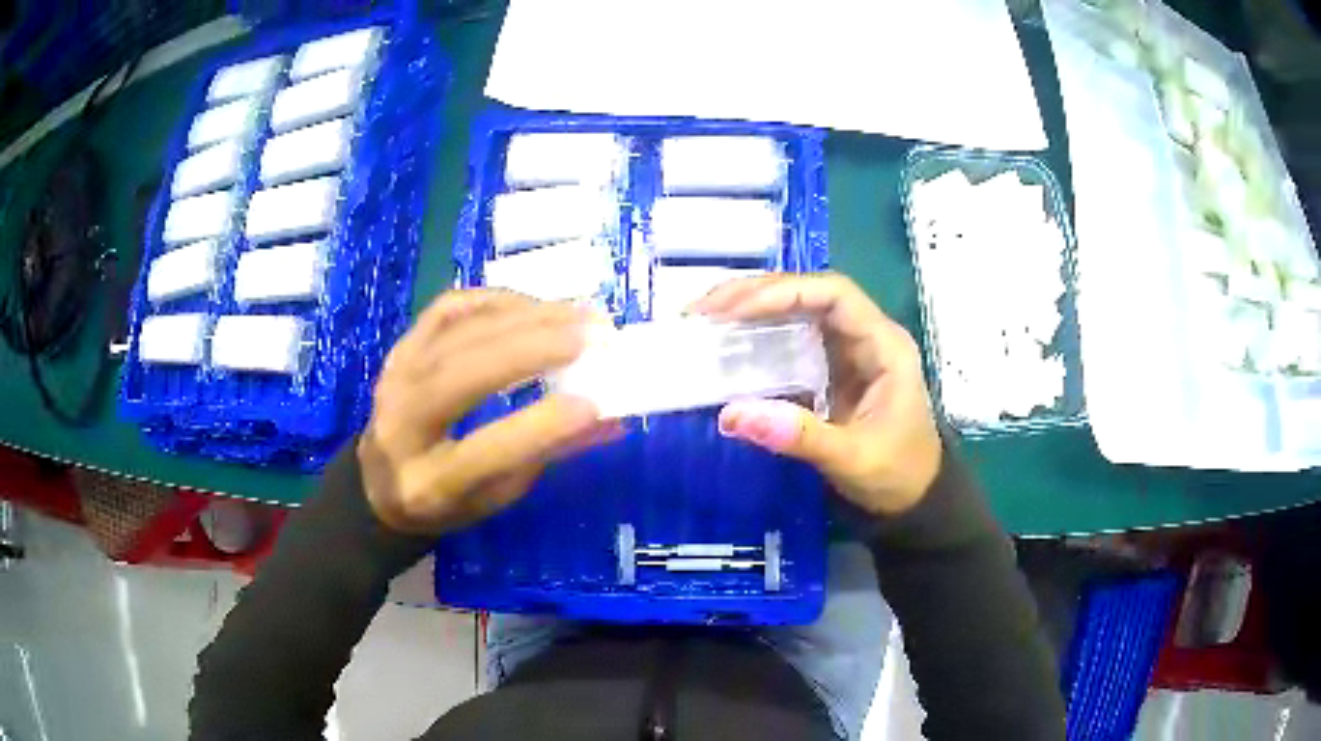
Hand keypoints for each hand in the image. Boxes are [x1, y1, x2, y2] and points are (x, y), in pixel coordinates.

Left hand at [359, 290, 620, 534]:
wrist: (379, 479)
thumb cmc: (445, 500)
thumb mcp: (497, 497)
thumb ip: (547, 455)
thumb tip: (610, 418)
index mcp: (427, 483)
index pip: (484, 453)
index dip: (539, 427)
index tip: (595, 403)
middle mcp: (402, 424)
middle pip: (463, 375)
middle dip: (534, 349)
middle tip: (596, 336)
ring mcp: (396, 376)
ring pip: (459, 331)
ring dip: (526, 316)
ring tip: (579, 315)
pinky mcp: (401, 346)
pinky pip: (449, 308)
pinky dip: (495, 299)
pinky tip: (533, 306)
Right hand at [692, 273, 941, 515]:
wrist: (914, 499)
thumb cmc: (895, 474)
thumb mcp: (851, 458)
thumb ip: (798, 435)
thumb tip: (731, 415)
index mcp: (883, 345)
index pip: (833, 294)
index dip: (783, 292)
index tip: (733, 309)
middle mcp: (866, 335)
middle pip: (810, 292)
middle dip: (756, 294)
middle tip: (702, 309)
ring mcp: (848, 349)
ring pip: (798, 309)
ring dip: (752, 307)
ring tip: (705, 315)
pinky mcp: (831, 367)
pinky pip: (792, 336)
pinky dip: (758, 333)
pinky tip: (727, 339)